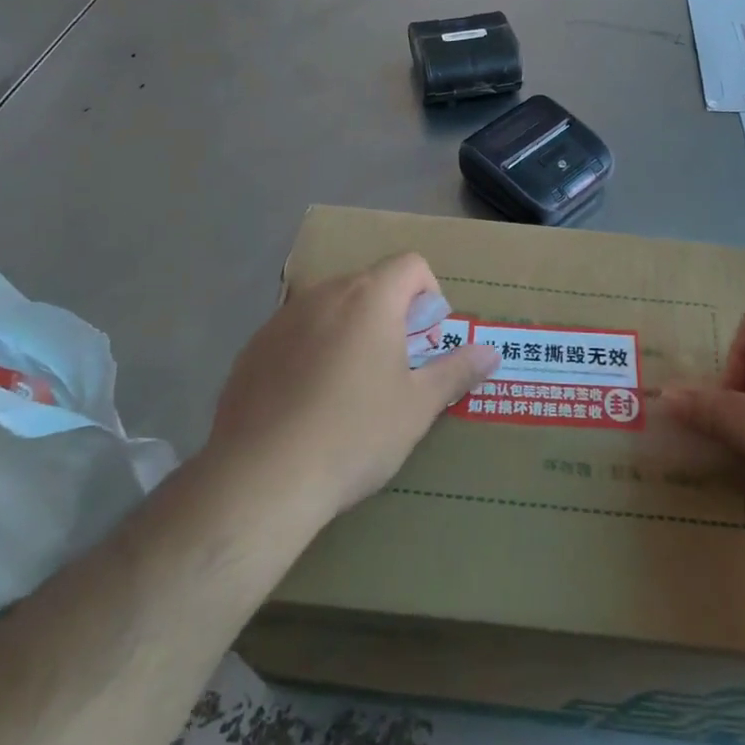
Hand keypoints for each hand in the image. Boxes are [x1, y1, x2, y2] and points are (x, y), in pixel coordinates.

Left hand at [203, 254, 497, 524]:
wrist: (261, 480)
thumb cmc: (355, 435)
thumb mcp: (417, 407)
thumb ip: (456, 371)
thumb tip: (492, 352)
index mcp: (370, 298)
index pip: (411, 264)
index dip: (428, 295)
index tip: (425, 341)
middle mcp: (324, 294)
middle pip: (370, 284)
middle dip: (391, 314)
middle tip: (394, 369)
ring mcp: (281, 319)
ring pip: (330, 308)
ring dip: (350, 330)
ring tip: (349, 389)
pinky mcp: (251, 348)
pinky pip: (295, 333)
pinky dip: (311, 351)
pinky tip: (307, 403)